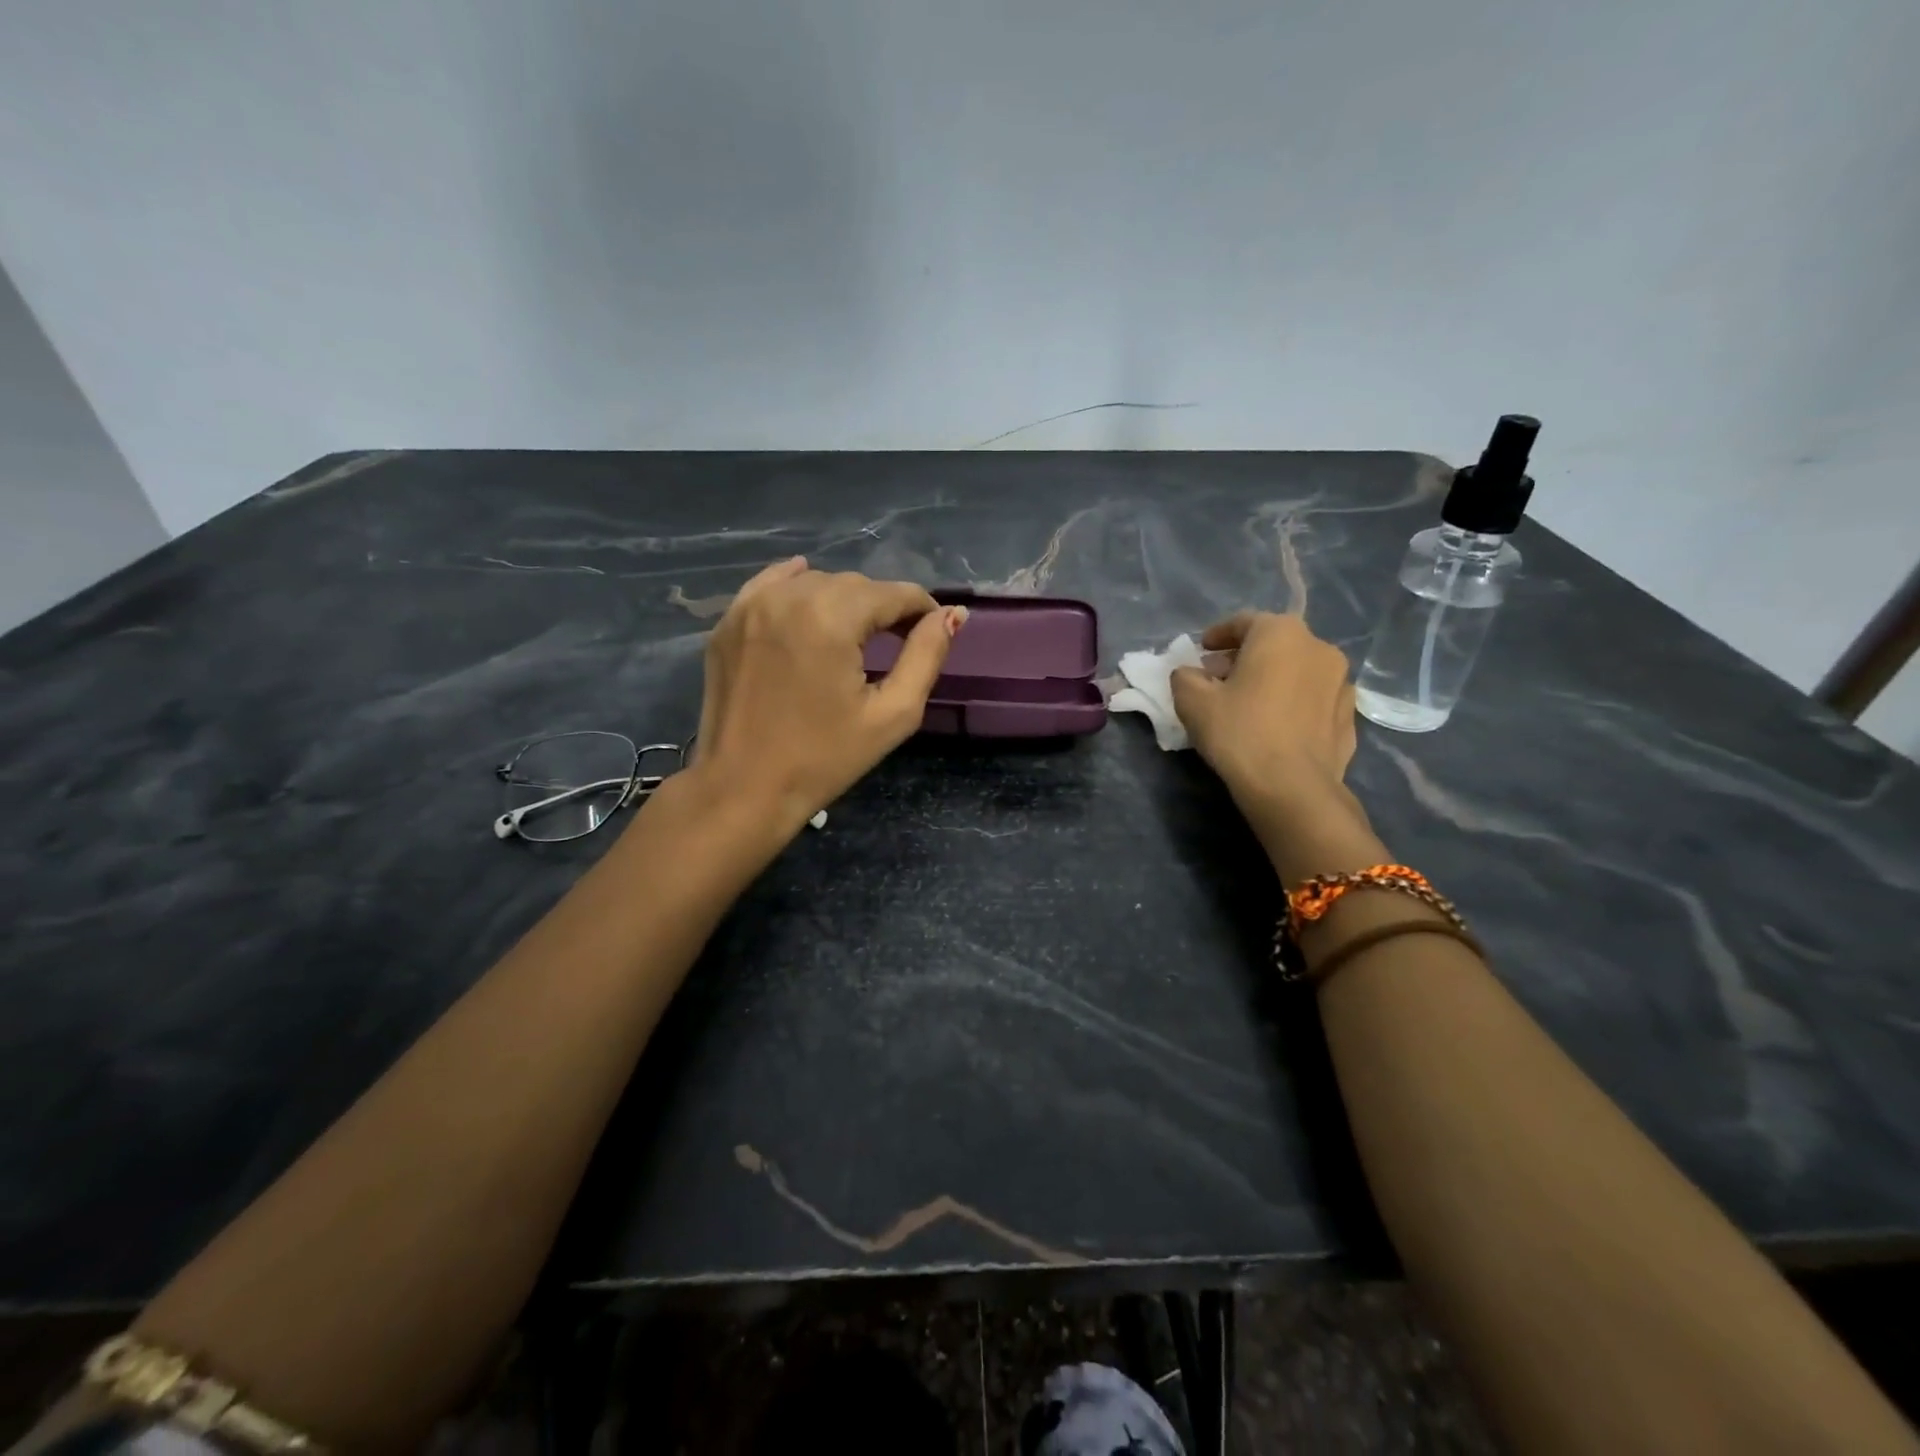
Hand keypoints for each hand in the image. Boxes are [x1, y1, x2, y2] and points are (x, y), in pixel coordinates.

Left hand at [687, 558, 964, 830]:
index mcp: (831, 617)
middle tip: (896, 642)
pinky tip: (811, 599)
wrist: (743, 789)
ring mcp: (752, 606)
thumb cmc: (824, 759)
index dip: (921, 609)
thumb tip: (951, 615)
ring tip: (852, 637)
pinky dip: (797, 588)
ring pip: (816, 582)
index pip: (893, 593)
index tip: (932, 633)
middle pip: (855, 585)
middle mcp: (789, 597)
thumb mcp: (892, 714)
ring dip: (842, 601)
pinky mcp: (729, 621)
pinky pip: (772, 585)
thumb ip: (926, 656)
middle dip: (882, 607)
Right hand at [1171, 612, 1360, 819]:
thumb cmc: (1239, 732)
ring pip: (1298, 671)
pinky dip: (1293, 703)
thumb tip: (1192, 674)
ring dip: (1273, 679)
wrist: (1292, 788)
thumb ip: (1185, 677)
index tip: (1201, 652)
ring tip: (1249, 704)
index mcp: (1281, 634)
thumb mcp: (1192, 701)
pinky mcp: (1350, 718)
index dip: (1218, 635)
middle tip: (1219, 680)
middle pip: (1274, 644)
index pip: (1245, 622)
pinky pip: (1313, 700)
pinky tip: (1276, 726)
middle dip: (1245, 658)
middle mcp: (1319, 648)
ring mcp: (1342, 683)